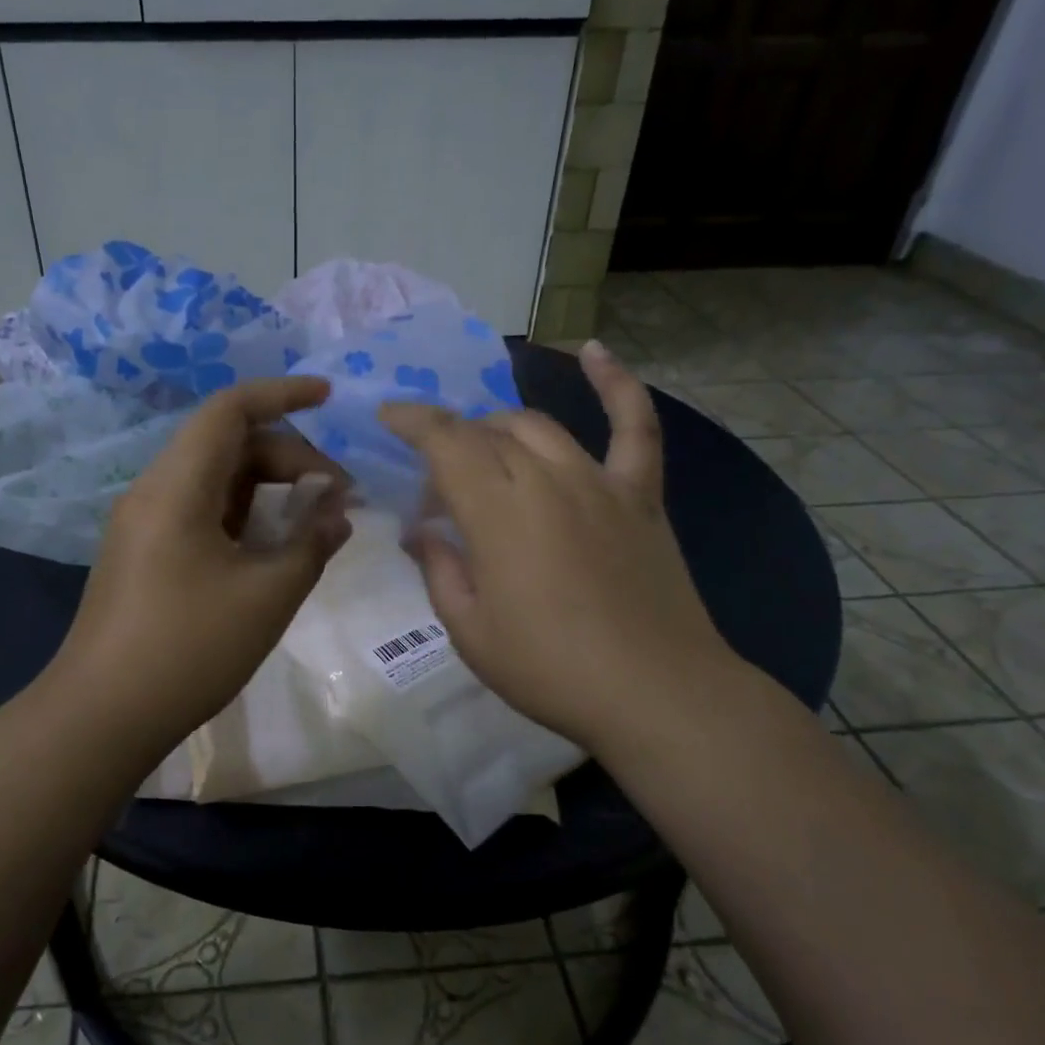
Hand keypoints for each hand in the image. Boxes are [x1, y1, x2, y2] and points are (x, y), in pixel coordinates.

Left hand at [51, 376, 351, 756]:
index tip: (330, 397)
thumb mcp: (267, 596)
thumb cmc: (188, 650)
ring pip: (215, 480)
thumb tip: (338, 512)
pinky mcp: (145, 553)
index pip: (230, 410)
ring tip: (315, 521)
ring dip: (267, 488)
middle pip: (227, 444)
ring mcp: (145, 524)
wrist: (101, 715)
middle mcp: (155, 491)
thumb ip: (311, 543)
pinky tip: (275, 547)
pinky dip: (244, 515)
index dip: (282, 394)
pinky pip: (201, 511)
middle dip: (289, 457)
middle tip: (338, 496)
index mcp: (177, 486)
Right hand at [380, 342, 739, 755]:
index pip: (445, 443)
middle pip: (487, 433)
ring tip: (484, 453)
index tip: (387, 417)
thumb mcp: (470, 631)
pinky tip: (594, 351)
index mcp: (497, 512)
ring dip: (500, 429)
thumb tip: (420, 531)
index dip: (411, 422)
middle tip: (437, 492)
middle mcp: (545, 479)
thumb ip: (439, 569)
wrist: (657, 693)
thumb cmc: (550, 669)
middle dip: (450, 446)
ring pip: (538, 427)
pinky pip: (634, 426)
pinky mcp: (639, 495)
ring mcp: (599, 482)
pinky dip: (616, 384)